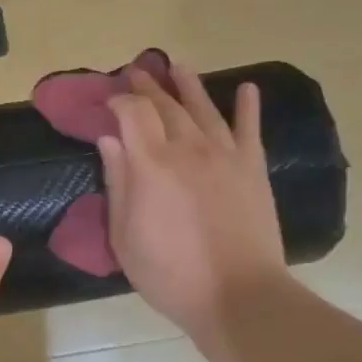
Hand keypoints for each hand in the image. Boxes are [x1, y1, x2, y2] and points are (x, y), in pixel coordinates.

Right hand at [100, 63, 291, 350]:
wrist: (238, 295)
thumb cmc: (171, 274)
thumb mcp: (125, 236)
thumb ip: (118, 182)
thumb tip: (110, 140)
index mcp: (151, 163)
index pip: (133, 112)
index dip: (119, 100)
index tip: (109, 101)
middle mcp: (188, 148)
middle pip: (166, 105)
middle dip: (148, 86)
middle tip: (137, 70)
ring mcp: (225, 155)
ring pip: (204, 108)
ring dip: (189, 85)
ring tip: (178, 65)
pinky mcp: (253, 168)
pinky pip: (250, 129)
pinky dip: (248, 106)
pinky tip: (248, 88)